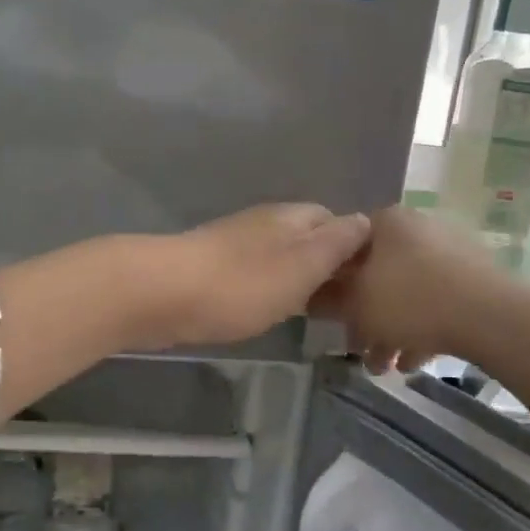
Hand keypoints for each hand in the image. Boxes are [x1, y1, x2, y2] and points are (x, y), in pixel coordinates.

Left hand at [140, 204, 371, 347]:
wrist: (162, 294)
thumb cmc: (242, 284)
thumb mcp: (303, 265)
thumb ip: (336, 244)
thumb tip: (364, 220)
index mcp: (292, 217)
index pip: (336, 220)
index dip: (354, 248)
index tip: (367, 282)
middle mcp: (266, 223)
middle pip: (307, 238)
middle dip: (326, 265)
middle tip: (344, 304)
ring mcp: (235, 244)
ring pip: (280, 257)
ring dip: (297, 279)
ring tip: (312, 312)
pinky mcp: (212, 268)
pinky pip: (254, 274)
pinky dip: (268, 290)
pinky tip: (268, 311)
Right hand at [310, 206, 516, 372]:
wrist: (490, 316)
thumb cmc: (410, 301)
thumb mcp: (355, 305)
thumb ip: (327, 300)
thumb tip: (310, 295)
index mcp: (385, 223)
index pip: (344, 246)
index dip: (331, 283)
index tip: (328, 314)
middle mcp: (417, 229)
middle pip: (376, 274)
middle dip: (364, 318)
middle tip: (357, 349)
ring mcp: (449, 252)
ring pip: (407, 293)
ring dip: (390, 331)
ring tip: (386, 368)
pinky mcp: (473, 279)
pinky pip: (435, 303)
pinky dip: (421, 329)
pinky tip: (414, 362)